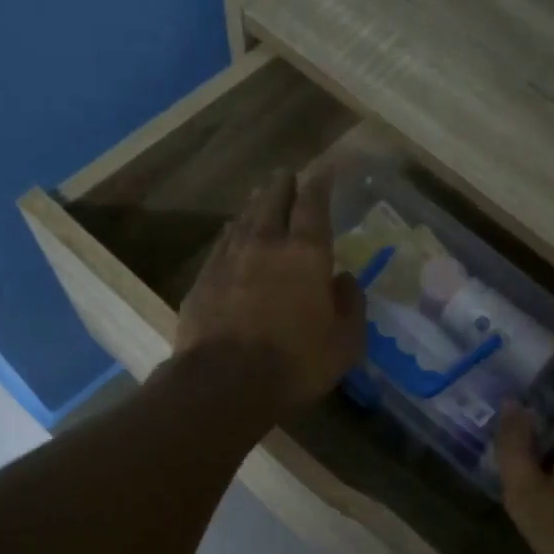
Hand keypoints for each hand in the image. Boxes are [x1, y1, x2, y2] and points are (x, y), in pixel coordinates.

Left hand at [175, 170, 365, 416]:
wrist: (224, 384)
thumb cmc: (295, 364)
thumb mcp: (344, 343)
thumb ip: (351, 305)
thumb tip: (345, 279)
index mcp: (306, 254)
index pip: (314, 205)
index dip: (320, 184)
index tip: (324, 169)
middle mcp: (265, 245)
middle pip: (273, 202)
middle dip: (283, 185)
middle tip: (287, 175)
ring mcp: (228, 260)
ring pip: (243, 219)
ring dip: (255, 205)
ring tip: (260, 196)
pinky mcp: (203, 281)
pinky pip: (221, 245)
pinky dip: (232, 233)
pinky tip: (231, 235)